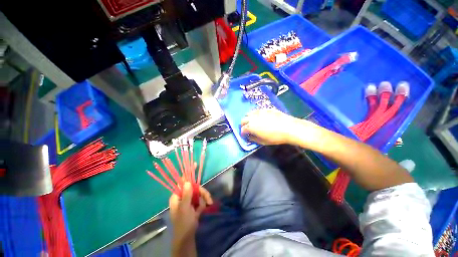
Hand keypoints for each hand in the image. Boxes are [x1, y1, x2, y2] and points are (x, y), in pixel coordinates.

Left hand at [169, 182, 212, 241]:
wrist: (187, 237)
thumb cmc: (183, 223)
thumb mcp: (185, 208)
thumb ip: (186, 195)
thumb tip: (187, 181)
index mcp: (177, 196)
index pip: (183, 183)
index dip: (190, 179)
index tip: (196, 173)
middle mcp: (182, 196)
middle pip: (194, 188)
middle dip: (202, 193)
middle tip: (209, 199)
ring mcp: (188, 201)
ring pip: (198, 193)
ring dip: (204, 199)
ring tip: (208, 205)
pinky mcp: (193, 205)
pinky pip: (200, 199)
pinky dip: (203, 204)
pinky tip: (202, 211)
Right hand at [241, 109, 302, 144]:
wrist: (288, 127)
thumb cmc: (275, 137)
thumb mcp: (262, 141)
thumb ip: (253, 139)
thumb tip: (249, 136)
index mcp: (251, 126)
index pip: (243, 129)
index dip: (242, 133)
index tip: (244, 135)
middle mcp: (252, 118)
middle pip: (243, 120)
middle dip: (243, 125)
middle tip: (246, 128)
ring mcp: (259, 112)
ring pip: (249, 113)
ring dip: (248, 118)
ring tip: (252, 122)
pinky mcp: (265, 109)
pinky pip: (257, 111)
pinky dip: (255, 114)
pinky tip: (259, 117)